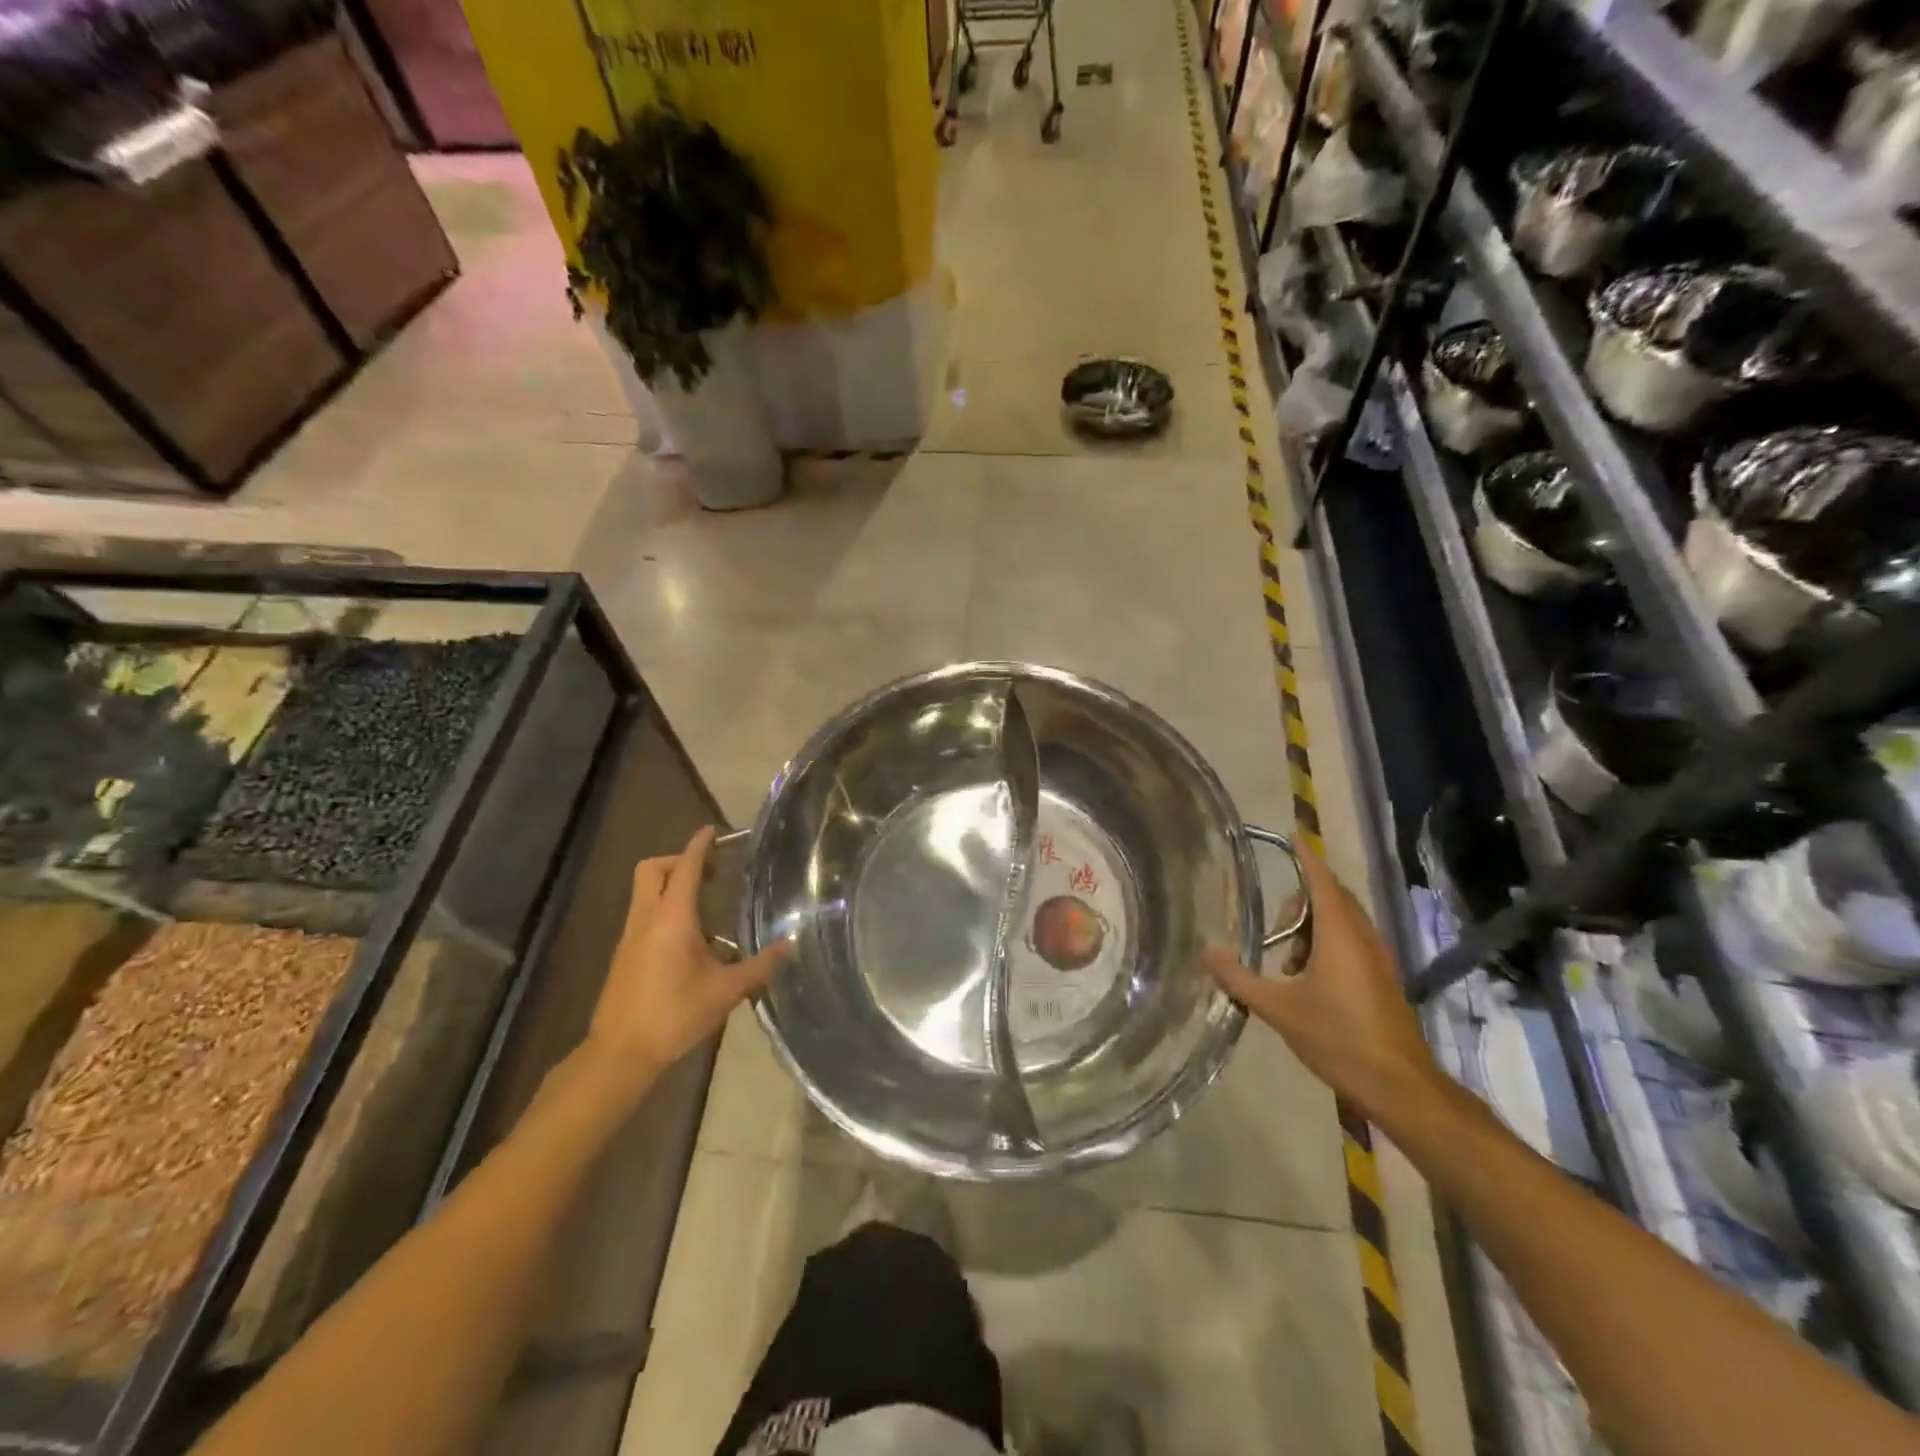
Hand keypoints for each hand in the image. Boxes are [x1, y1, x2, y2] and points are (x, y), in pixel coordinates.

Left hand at [580, 827, 791, 1096]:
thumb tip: (789, 944)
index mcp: (672, 919)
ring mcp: (630, 937)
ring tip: (706, 907)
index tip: (713, 831)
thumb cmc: (674, 1015)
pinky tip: (689, 940)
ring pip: (644, 892)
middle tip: (710, 873)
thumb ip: (759, 966)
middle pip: (652, 870)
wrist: (619, 1054)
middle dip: (678, 861)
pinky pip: (643, 915)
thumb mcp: (725, 991)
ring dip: (671, 886)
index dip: (699, 846)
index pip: (686, 868)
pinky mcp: (624, 955)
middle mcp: (647, 919)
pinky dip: (664, 909)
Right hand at [1204, 851, 1440, 1120]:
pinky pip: (1352, 942)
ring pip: (1343, 922)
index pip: (1321, 880)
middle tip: (1273, 927)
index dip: (1305, 857)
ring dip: (1313, 927)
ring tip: (1287, 962)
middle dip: (1301, 901)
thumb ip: (1240, 979)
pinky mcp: (1383, 978)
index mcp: (1340, 934)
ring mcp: (1378, 958)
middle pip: (1332, 898)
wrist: (1399, 1085)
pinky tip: (1308, 980)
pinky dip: (1328, 945)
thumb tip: (1207, 953)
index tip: (1292, 836)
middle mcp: (1363, 937)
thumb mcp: (1279, 1009)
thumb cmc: (1338, 1038)